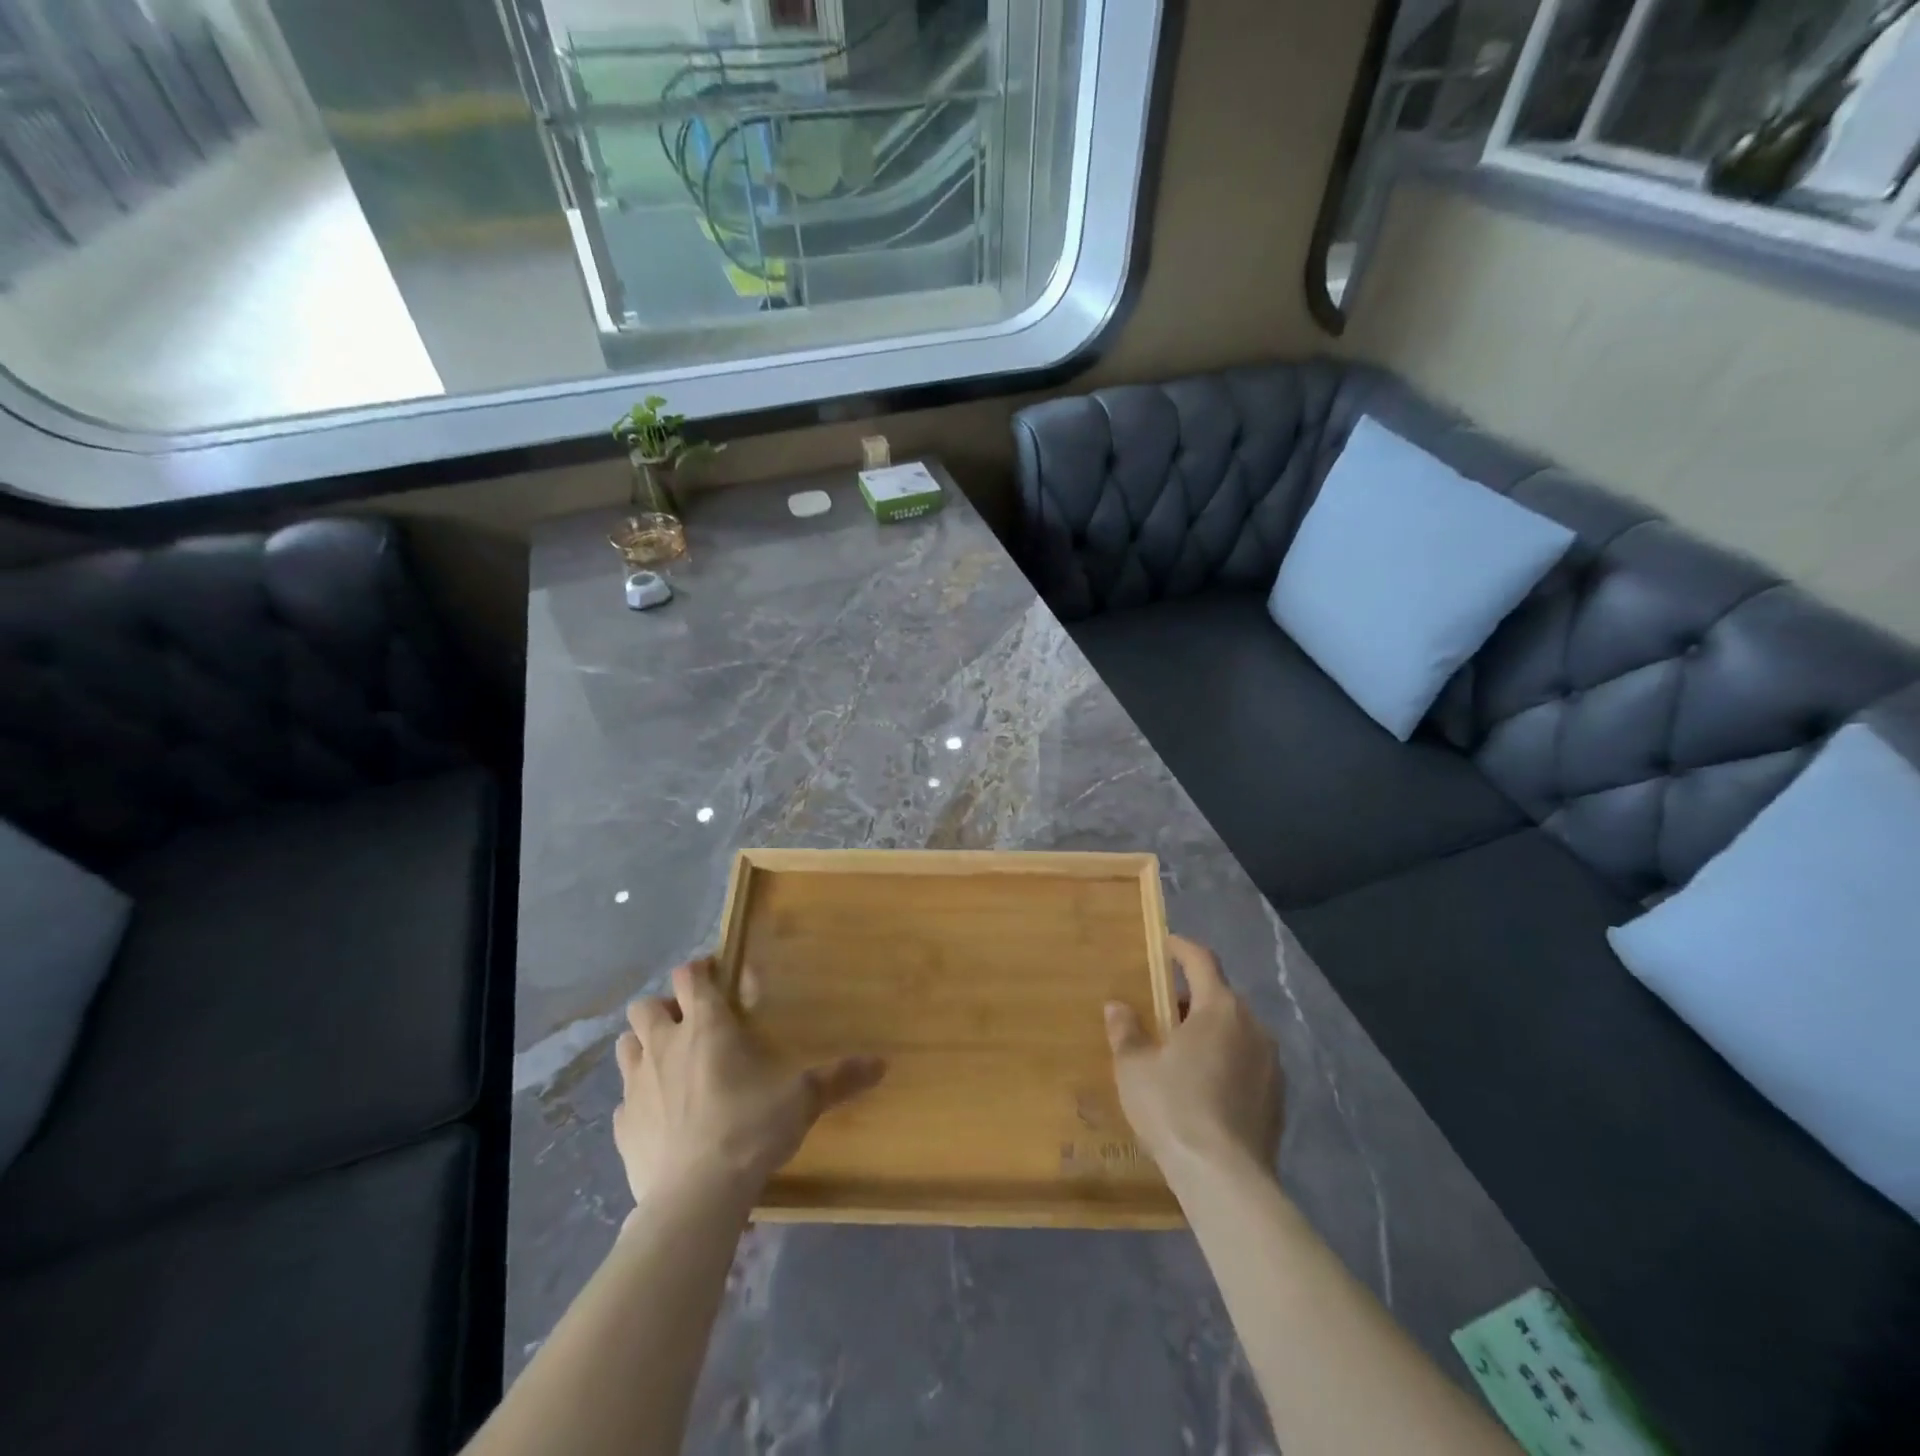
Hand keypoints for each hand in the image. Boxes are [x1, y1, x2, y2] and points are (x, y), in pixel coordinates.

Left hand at [613, 957, 886, 1206]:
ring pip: (625, 1046)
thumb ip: (839, 1078)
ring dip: (642, 1047)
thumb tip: (882, 1064)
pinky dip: (638, 1101)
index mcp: (706, 1026)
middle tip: (690, 1026)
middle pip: (646, 1006)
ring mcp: (636, 1086)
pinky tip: (658, 1118)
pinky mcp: (621, 1127)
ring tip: (668, 1065)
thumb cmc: (750, 1129)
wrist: (696, 1197)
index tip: (714, 976)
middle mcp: (664, 1046)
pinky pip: (623, 1101)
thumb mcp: (802, 1100)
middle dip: (663, 1008)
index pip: (690, 976)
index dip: (699, 970)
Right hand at [1106, 935, 1283, 1177]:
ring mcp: (1272, 1064)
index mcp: (1219, 1008)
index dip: (1182, 949)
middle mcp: (1253, 1026)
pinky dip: (1226, 1062)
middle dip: (1191, 997)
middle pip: (1220, 997)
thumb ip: (1126, 1031)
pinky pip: (1248, 1064)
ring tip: (1180, 1051)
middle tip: (1161, 1010)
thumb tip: (1118, 1007)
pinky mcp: (1279, 1099)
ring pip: (1237, 1032)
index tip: (1166, 944)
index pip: (1202, 961)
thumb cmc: (1174, 1107)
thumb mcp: (1134, 1067)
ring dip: (1210, 1032)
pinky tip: (1204, 1088)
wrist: (1226, 1180)